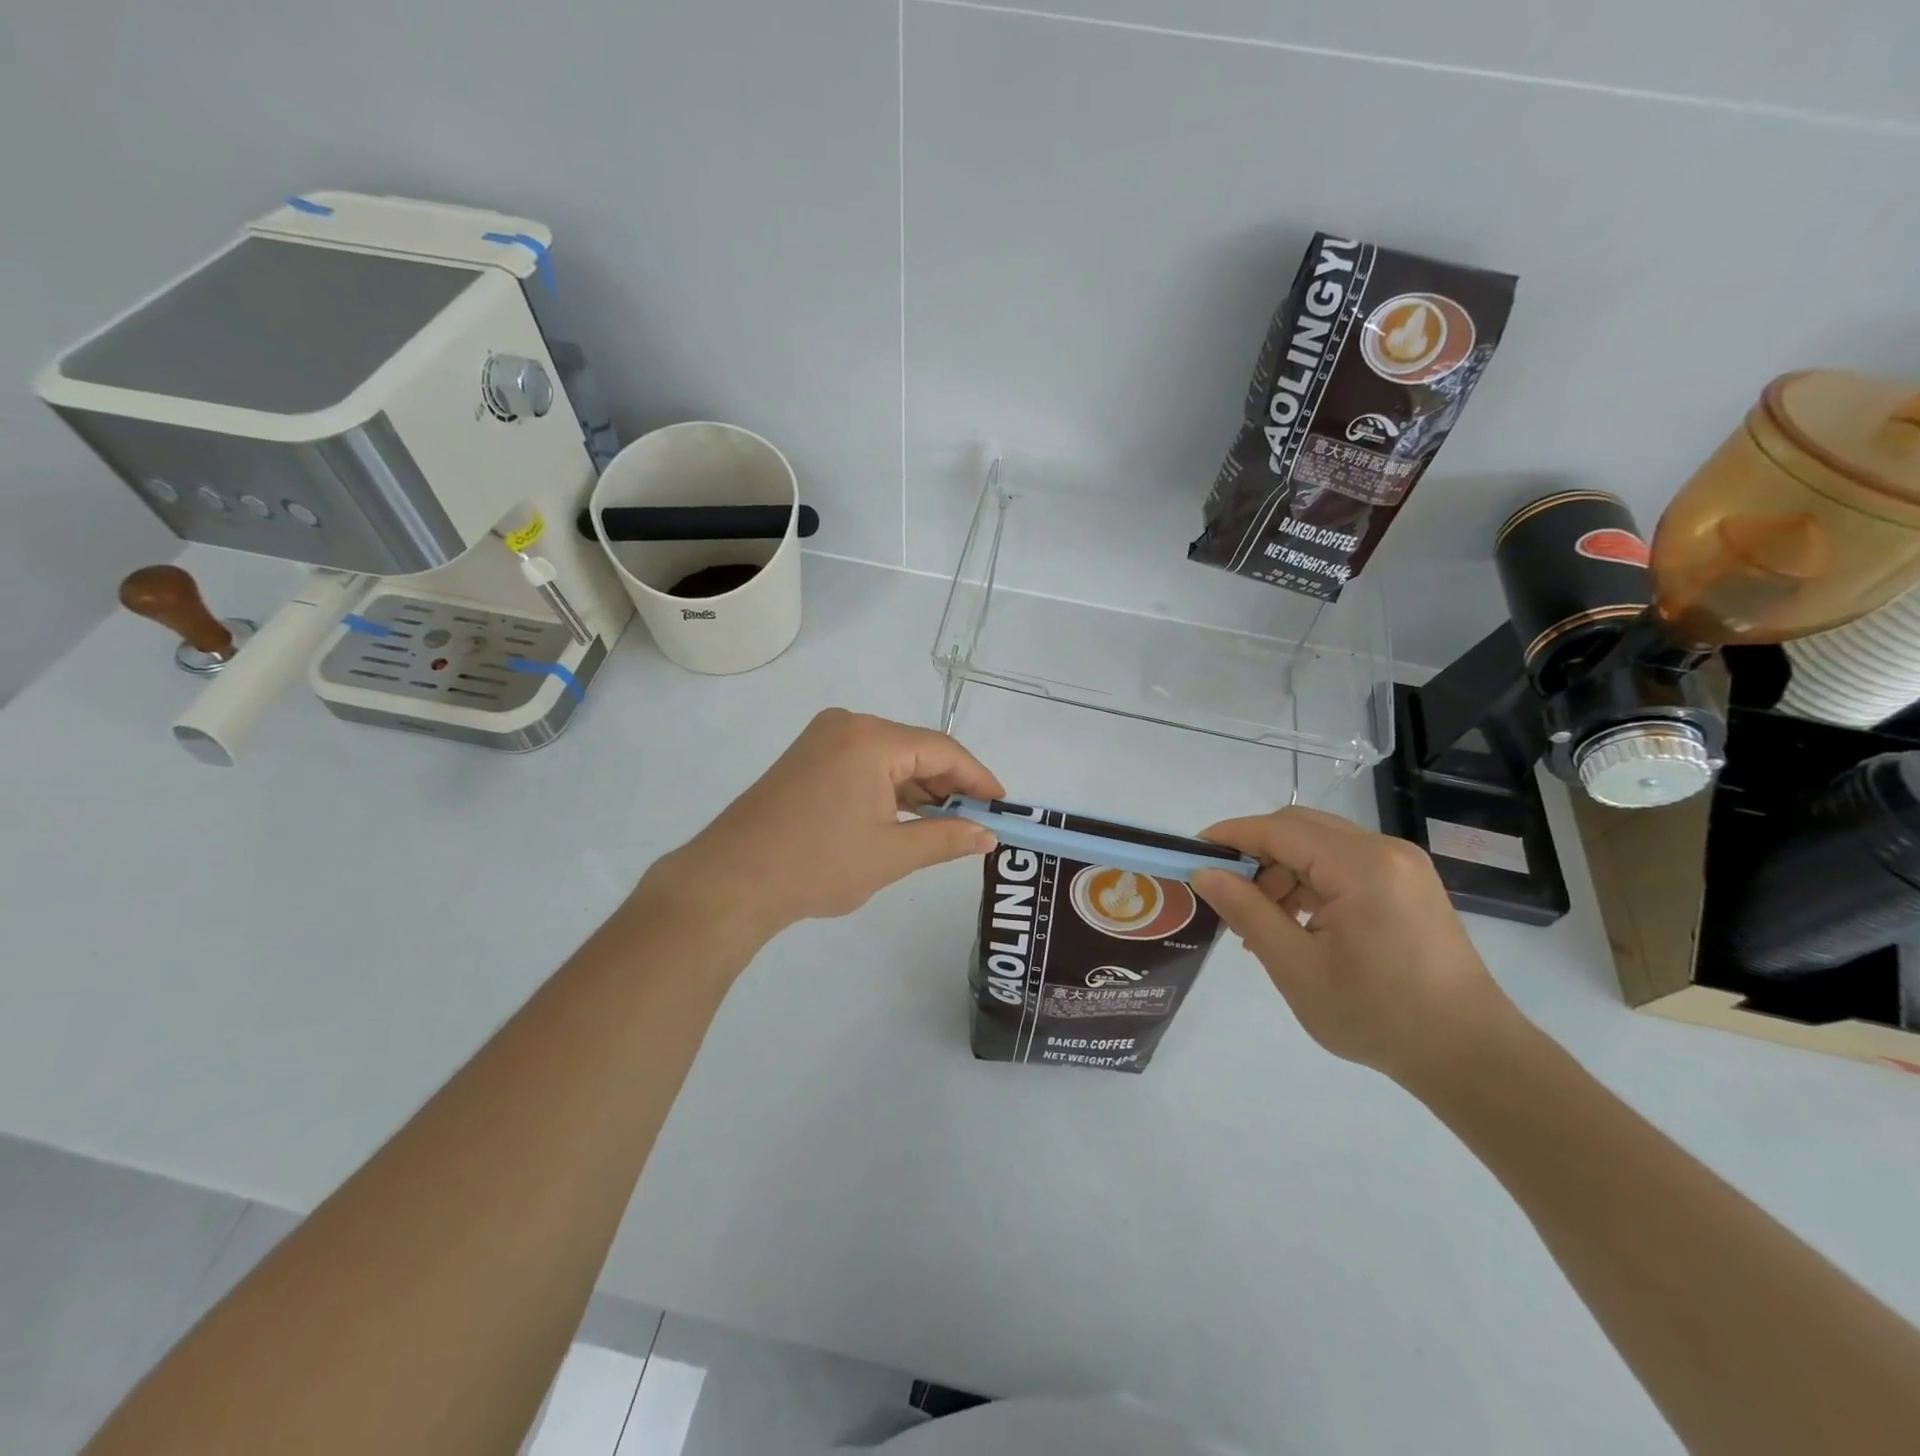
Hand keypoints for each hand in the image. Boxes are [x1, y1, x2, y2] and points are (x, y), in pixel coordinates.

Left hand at [643, 709, 1004, 943]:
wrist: (731, 881)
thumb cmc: (817, 865)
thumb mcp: (891, 855)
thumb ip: (946, 838)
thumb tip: (988, 835)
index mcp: (871, 738)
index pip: (942, 751)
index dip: (977, 778)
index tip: (1002, 805)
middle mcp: (848, 726)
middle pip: (915, 750)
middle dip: (948, 786)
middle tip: (977, 821)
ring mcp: (823, 740)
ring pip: (889, 759)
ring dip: (918, 790)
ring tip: (947, 825)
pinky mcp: (807, 759)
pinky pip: (863, 766)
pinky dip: (888, 790)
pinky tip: (906, 818)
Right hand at [1191, 808, 1518, 1088]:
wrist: (1471, 1056)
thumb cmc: (1378, 1015)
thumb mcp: (1297, 967)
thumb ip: (1247, 911)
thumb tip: (1205, 873)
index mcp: (1361, 866)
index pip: (1279, 830)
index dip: (1230, 835)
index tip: (1191, 853)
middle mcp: (1385, 851)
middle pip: (1300, 828)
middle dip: (1255, 853)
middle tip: (1224, 891)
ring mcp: (1402, 866)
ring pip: (1321, 845)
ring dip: (1282, 870)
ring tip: (1260, 919)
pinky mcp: (1408, 885)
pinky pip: (1344, 865)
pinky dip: (1310, 882)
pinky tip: (1296, 923)